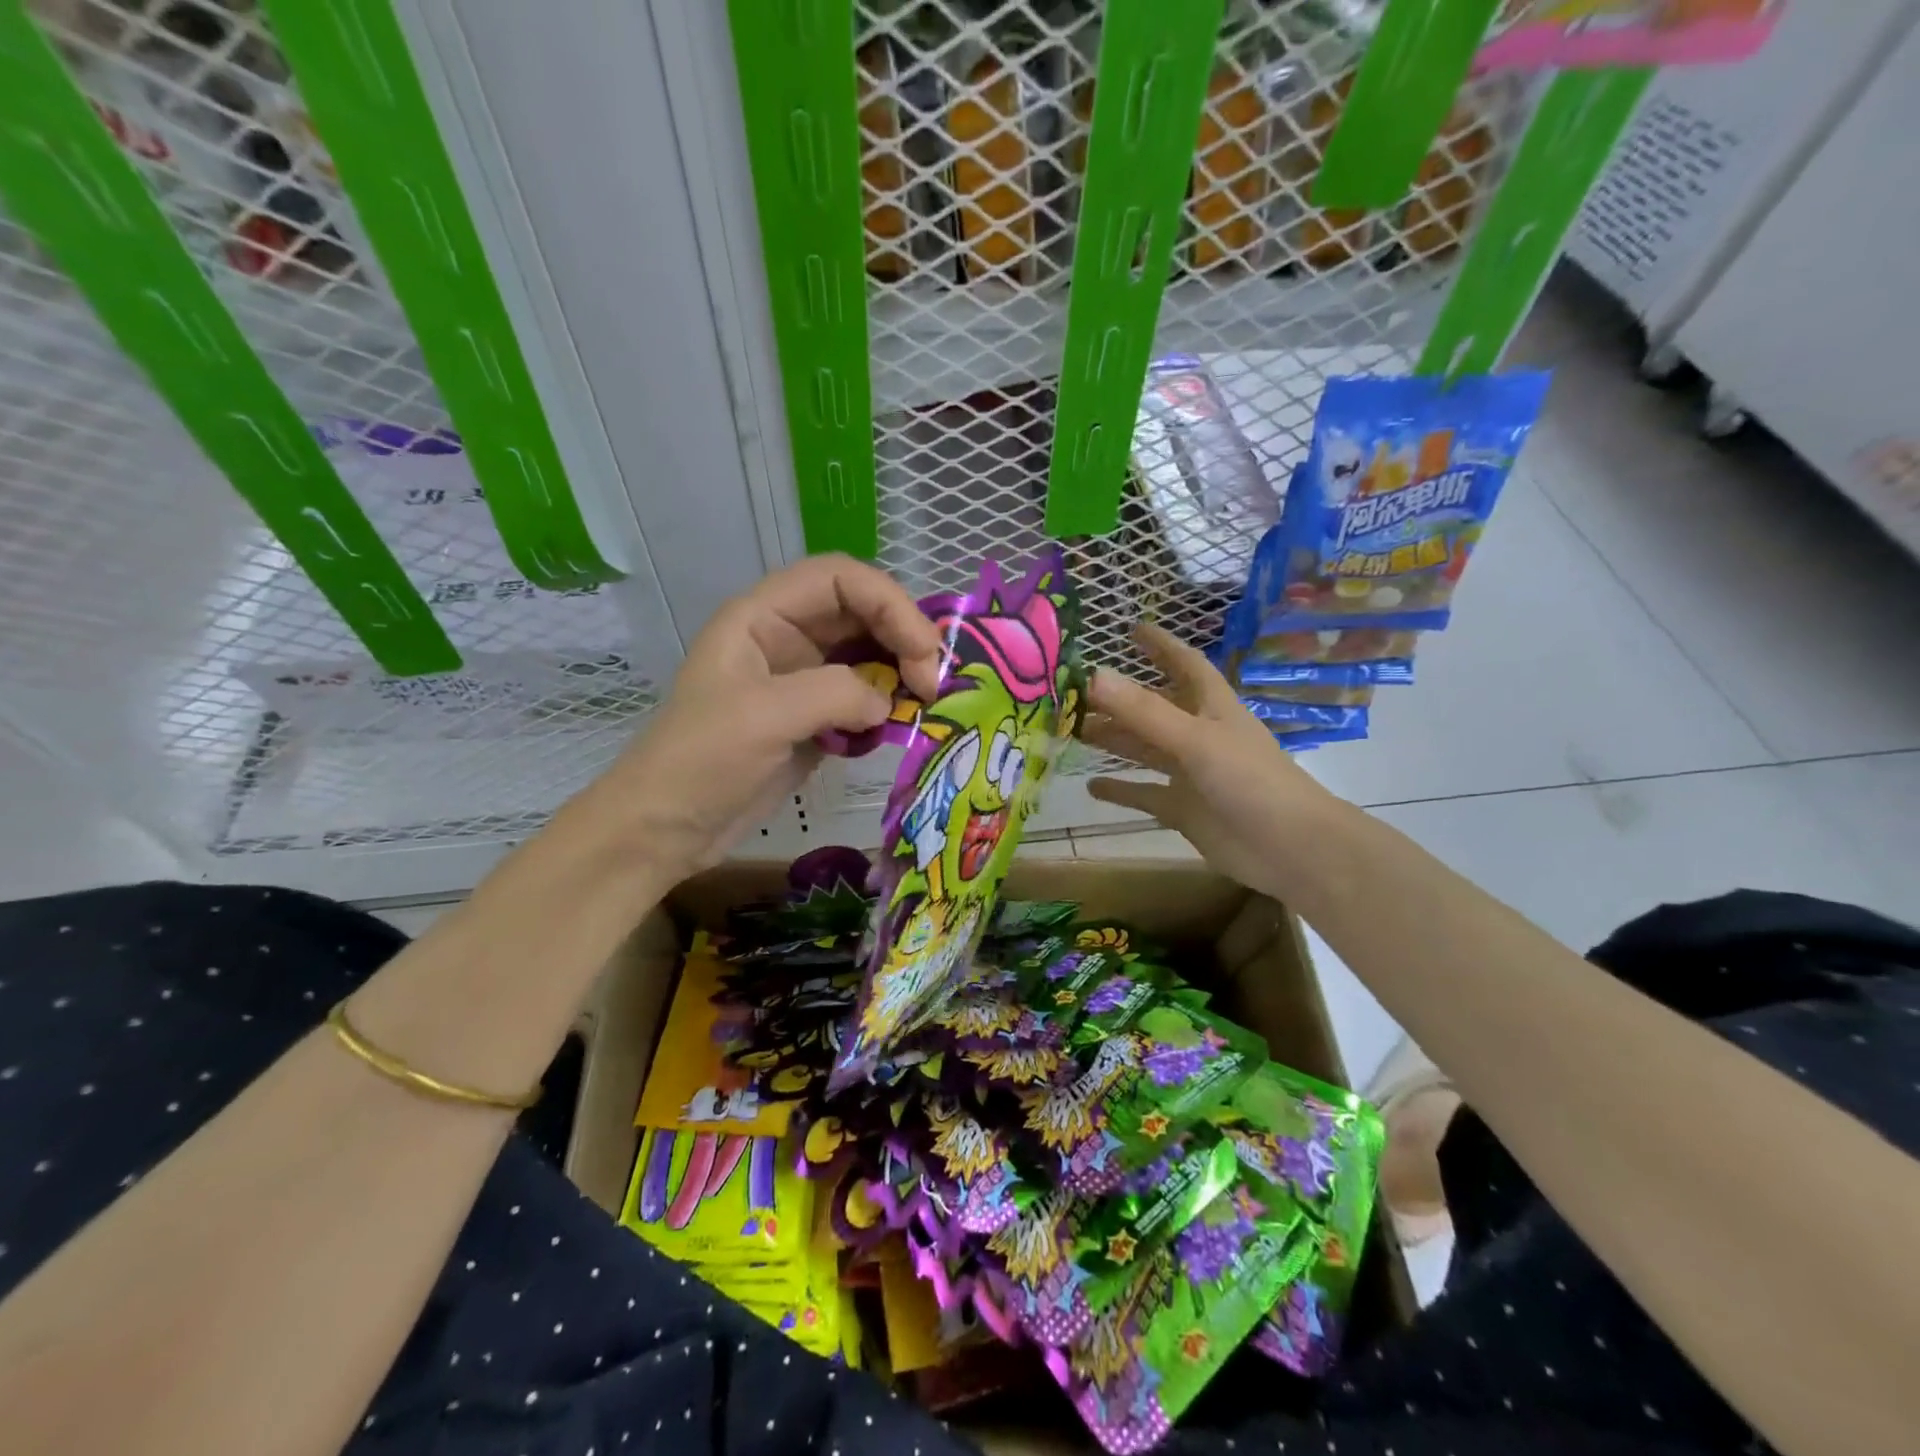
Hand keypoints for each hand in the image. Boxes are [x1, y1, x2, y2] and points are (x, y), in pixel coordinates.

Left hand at [584, 556, 942, 876]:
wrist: (668, 828)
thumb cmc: (701, 760)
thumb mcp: (763, 716)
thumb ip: (834, 694)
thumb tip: (888, 704)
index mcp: (763, 617)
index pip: (839, 578)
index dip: (889, 602)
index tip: (921, 650)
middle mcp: (787, 637)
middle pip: (862, 613)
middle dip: (903, 638)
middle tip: (933, 684)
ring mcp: (803, 679)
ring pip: (870, 654)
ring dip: (901, 674)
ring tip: (925, 704)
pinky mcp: (815, 718)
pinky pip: (865, 697)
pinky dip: (888, 708)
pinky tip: (897, 728)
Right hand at [1082, 623, 1341, 895]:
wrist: (1289, 848)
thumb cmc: (1250, 781)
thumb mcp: (1195, 740)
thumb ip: (1143, 712)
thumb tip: (1092, 676)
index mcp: (1211, 707)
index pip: (1184, 664)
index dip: (1161, 646)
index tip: (1131, 629)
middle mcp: (1199, 735)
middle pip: (1153, 708)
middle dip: (1119, 699)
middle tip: (1074, 693)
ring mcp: (1191, 774)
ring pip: (1144, 749)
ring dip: (1114, 739)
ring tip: (1074, 731)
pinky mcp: (1184, 809)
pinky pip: (1145, 794)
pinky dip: (1120, 790)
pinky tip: (1090, 786)